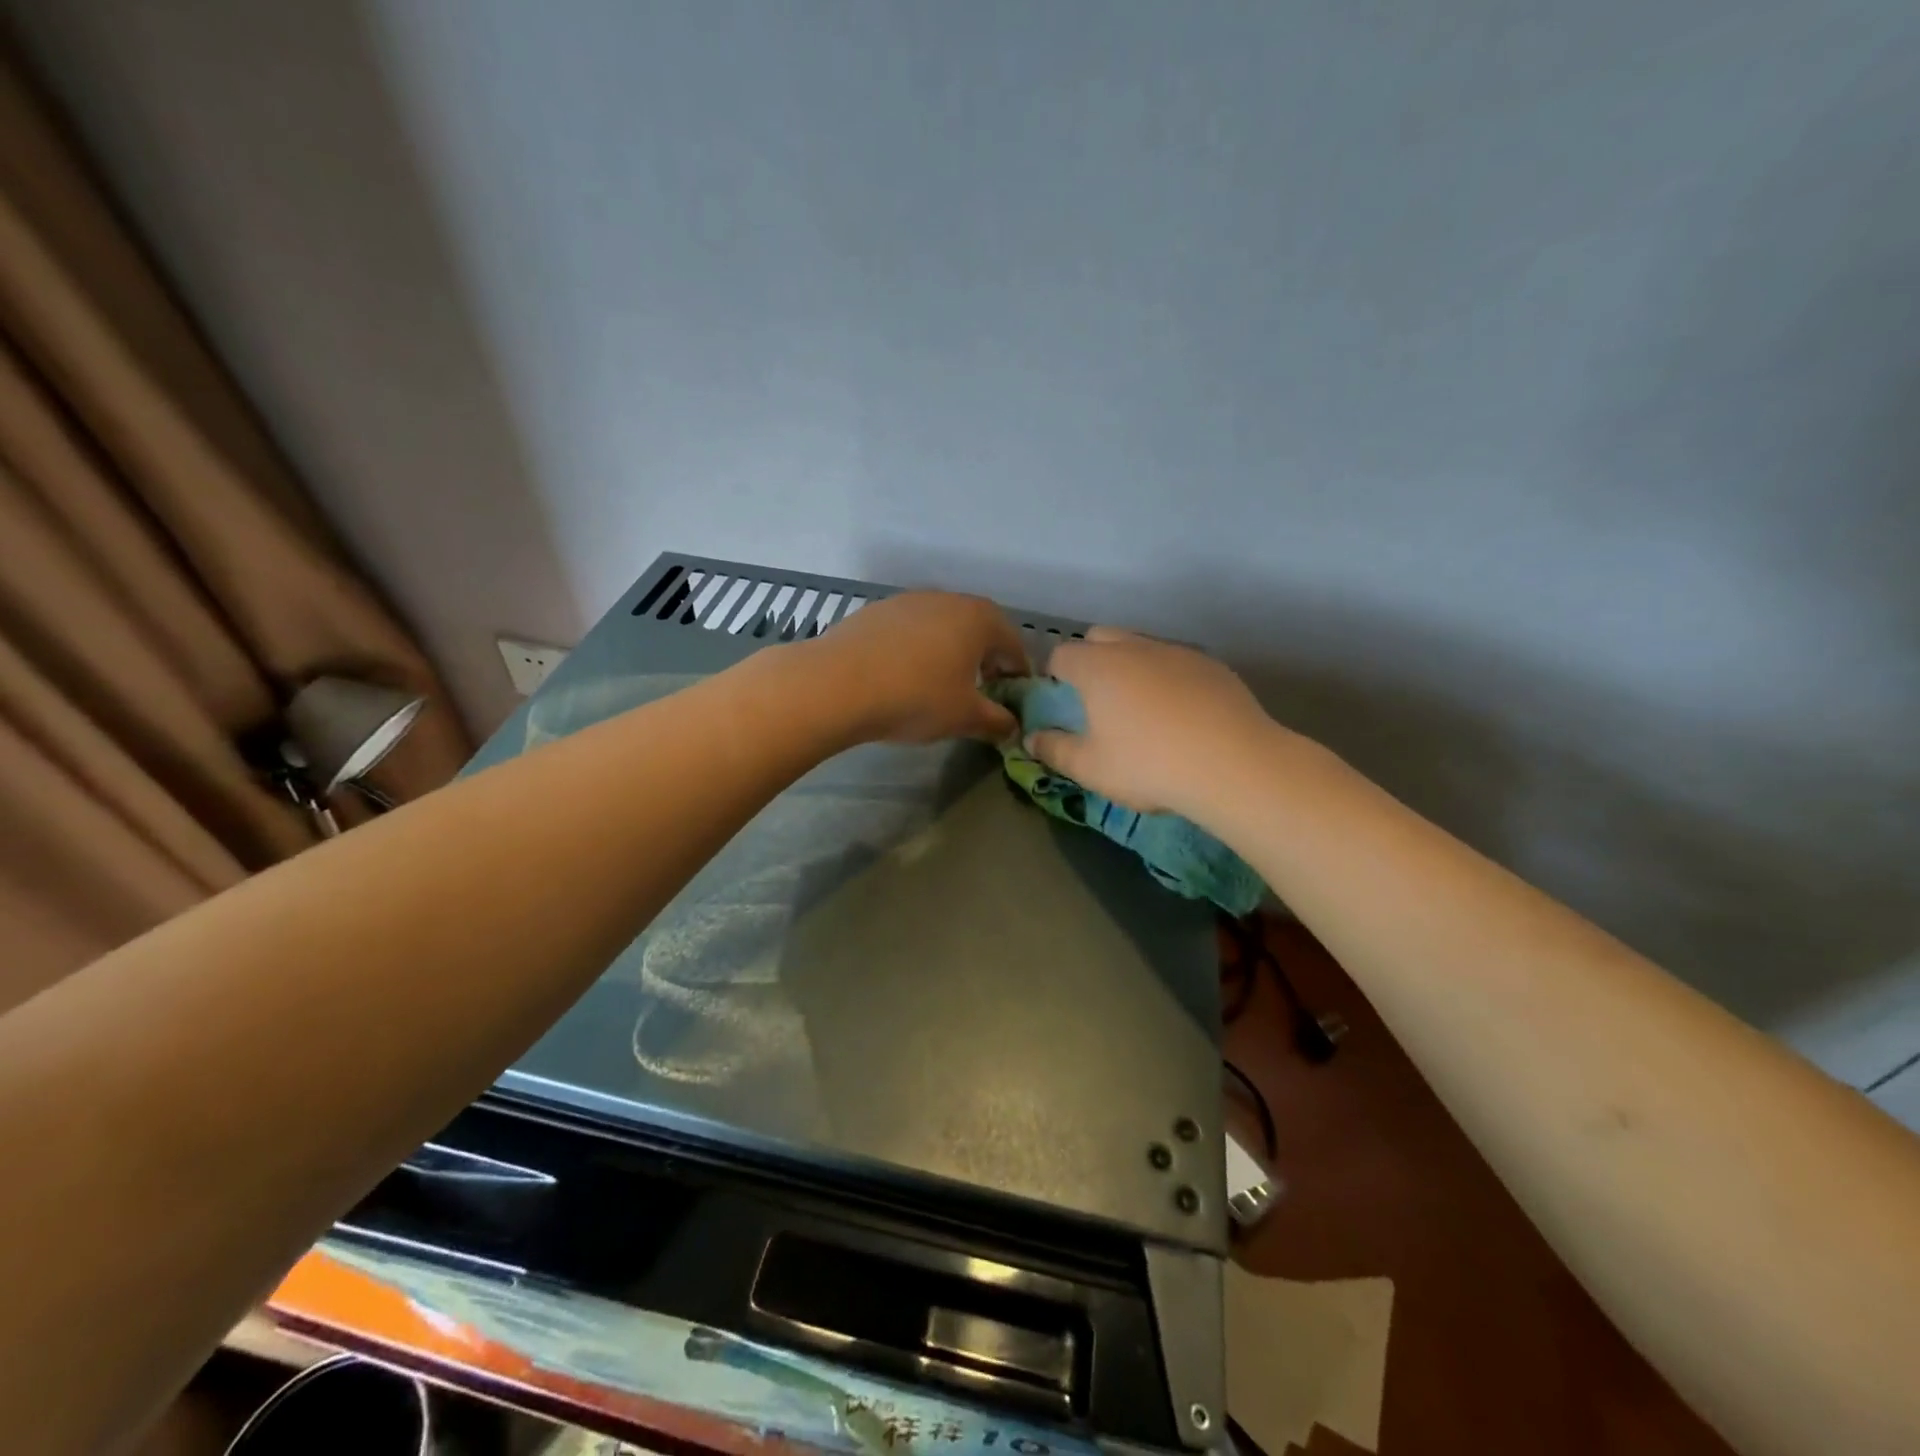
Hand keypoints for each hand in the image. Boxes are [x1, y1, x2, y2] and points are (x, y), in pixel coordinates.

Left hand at [810, 591, 1028, 743]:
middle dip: (985, 660)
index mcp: (980, 619)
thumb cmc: (916, 697)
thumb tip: (1012, 727)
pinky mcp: (876, 611)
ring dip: (949, 652)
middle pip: (979, 629)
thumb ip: (997, 721)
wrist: (837, 684)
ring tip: (940, 684)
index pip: (1013, 645)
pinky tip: (903, 676)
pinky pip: (910, 630)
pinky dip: (916, 650)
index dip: (1017, 674)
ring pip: (942, 627)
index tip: (1012, 699)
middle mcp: (948, 599)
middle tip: (980, 691)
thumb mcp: (965, 717)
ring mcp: (908, 601)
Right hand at [1029, 627, 1276, 814]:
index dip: (1053, 675)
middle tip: (1097, 700)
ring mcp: (1177, 652)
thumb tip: (1032, 739)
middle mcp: (1134, 648)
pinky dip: (1168, 678)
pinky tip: (1181, 715)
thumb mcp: (1090, 768)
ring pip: (1141, 646)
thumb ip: (1055, 750)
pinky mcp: (1212, 666)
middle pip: (1100, 638)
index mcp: (1097, 667)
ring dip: (1131, 666)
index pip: (1061, 654)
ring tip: (1141, 708)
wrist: (1234, 765)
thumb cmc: (1148, 765)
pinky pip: (1176, 662)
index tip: (1060, 701)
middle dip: (1090, 660)